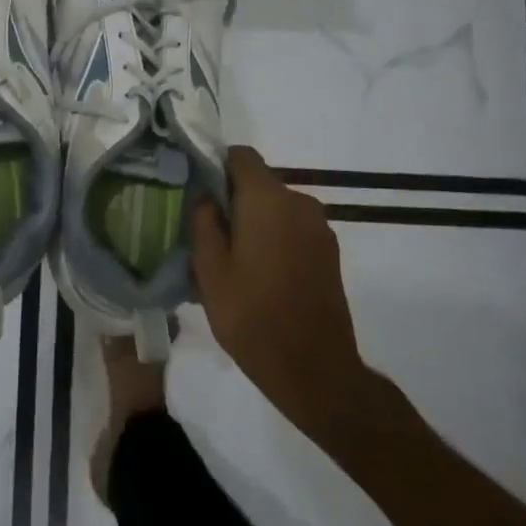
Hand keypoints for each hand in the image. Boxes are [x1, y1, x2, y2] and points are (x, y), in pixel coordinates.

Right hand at [191, 146, 371, 427]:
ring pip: (275, 207)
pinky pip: (292, 228)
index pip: (240, 156)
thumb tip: (206, 196)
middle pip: (258, 182)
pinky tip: (259, 273)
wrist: (315, 369)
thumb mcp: (209, 269)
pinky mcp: (329, 252)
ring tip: (232, 258)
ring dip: (254, 221)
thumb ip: (204, 221)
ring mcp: (319, 228)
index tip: (197, 192)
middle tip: (207, 232)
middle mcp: (299, 202)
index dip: (216, 166)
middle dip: (232, 199)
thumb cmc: (252, 316)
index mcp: (267, 199)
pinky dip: (274, 237)